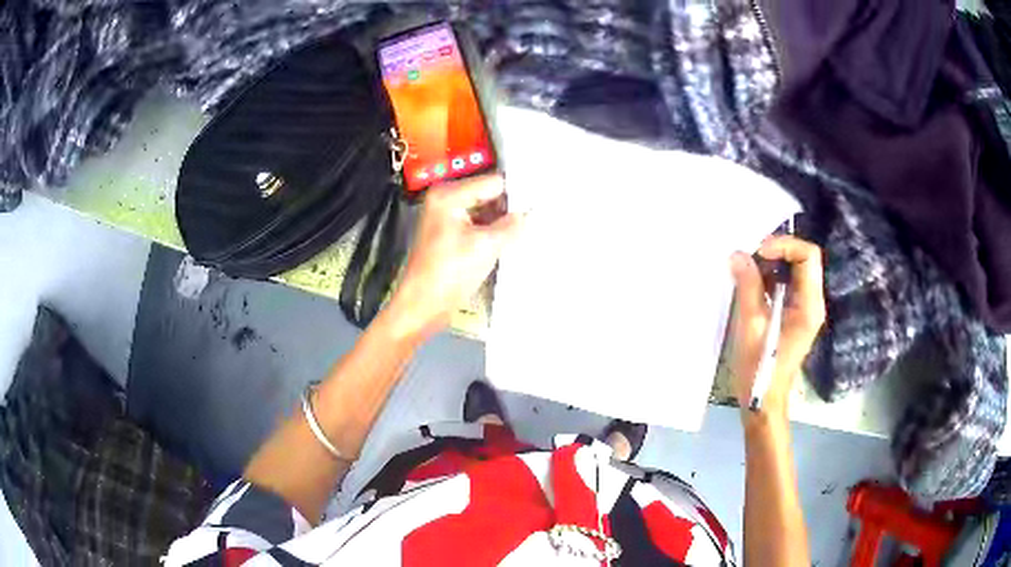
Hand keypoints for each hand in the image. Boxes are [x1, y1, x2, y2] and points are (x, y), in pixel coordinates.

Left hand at [387, 175, 522, 336]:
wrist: (422, 306)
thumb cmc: (450, 273)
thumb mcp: (486, 246)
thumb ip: (512, 226)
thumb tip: (531, 214)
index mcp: (449, 194)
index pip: (493, 182)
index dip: (517, 193)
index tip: (541, 203)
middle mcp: (446, 199)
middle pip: (488, 195)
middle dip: (510, 208)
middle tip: (538, 217)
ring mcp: (447, 217)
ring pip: (485, 211)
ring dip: (503, 222)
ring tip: (529, 229)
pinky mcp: (450, 235)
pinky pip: (478, 225)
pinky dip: (493, 232)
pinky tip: (512, 241)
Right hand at [729, 236, 825, 420]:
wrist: (762, 402)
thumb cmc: (759, 369)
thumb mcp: (751, 326)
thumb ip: (748, 287)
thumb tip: (738, 255)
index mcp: (809, 305)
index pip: (808, 256)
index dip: (784, 245)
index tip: (758, 251)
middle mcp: (812, 302)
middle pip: (802, 259)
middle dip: (775, 252)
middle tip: (748, 257)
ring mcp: (804, 308)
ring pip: (793, 270)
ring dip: (770, 265)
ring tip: (744, 270)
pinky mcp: (793, 314)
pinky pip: (785, 285)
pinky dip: (768, 279)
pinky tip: (749, 286)